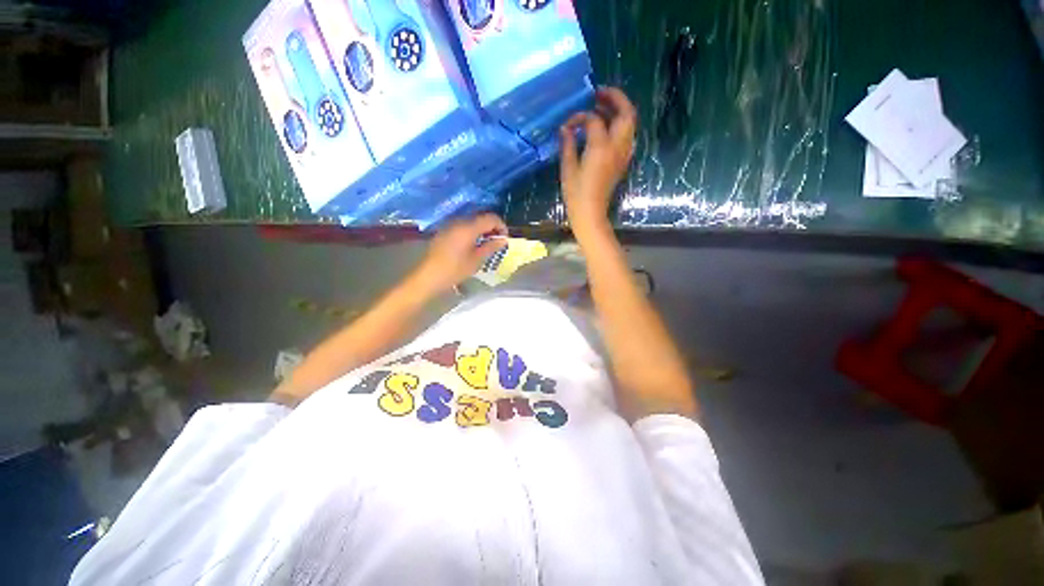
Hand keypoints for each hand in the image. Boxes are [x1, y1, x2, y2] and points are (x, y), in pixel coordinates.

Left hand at [412, 213, 507, 293]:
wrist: (428, 276)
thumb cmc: (455, 270)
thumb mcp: (476, 260)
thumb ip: (490, 246)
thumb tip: (503, 240)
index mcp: (468, 227)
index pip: (491, 218)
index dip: (501, 226)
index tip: (505, 238)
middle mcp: (459, 221)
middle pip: (481, 217)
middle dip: (492, 227)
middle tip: (497, 241)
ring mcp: (450, 225)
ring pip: (471, 221)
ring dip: (482, 229)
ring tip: (486, 243)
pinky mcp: (444, 231)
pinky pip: (462, 226)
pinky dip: (472, 231)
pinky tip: (473, 244)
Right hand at [560, 87, 636, 236]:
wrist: (590, 214)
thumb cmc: (576, 194)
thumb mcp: (568, 169)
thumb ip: (568, 145)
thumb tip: (566, 129)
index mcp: (601, 147)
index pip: (594, 120)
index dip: (580, 117)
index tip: (568, 124)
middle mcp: (617, 147)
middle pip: (626, 113)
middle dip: (615, 98)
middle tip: (598, 94)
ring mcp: (623, 154)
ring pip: (630, 124)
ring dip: (619, 111)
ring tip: (602, 107)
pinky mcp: (622, 162)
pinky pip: (627, 136)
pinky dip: (619, 126)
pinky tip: (605, 128)